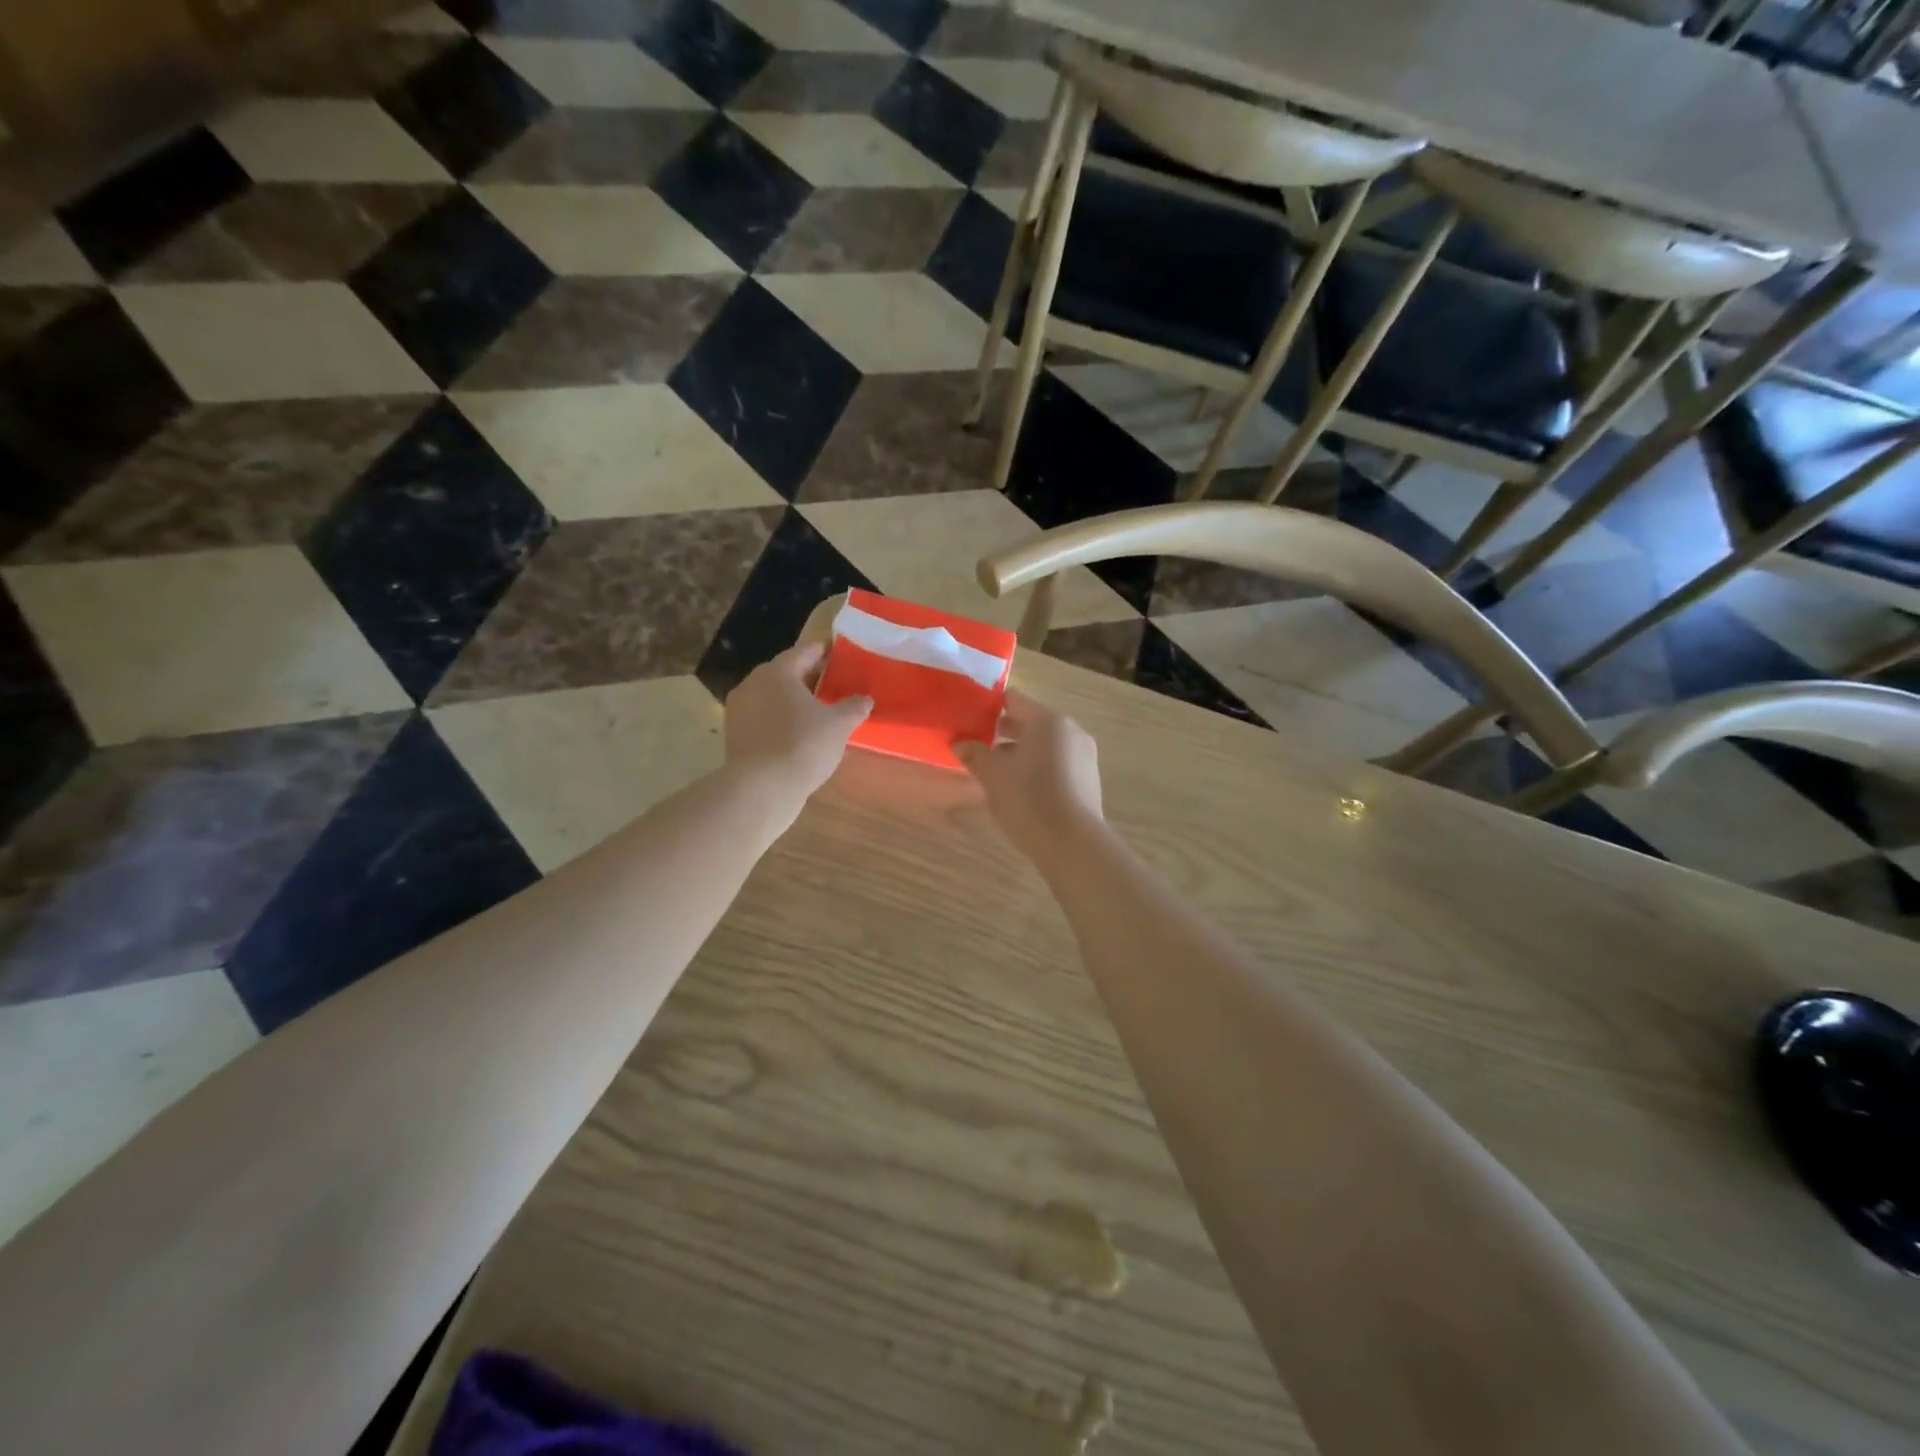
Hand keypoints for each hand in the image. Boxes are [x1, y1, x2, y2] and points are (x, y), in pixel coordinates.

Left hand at [724, 643, 870, 798]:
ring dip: (792, 700)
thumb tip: (865, 699)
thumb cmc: (802, 745)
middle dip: (808, 676)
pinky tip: (797, 733)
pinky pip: (763, 718)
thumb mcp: (838, 726)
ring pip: (771, 697)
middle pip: (784, 673)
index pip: (804, 652)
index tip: (838, 652)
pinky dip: (780, 719)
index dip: (823, 651)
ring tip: (817, 710)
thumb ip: (853, 707)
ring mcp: (739, 710)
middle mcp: (753, 684)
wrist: (761, 788)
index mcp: (777, 672)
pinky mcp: (735, 735)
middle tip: (831, 682)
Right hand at [955, 690, 1104, 861]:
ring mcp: (1084, 755)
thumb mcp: (992, 776)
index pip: (1014, 699)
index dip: (989, 706)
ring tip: (996, 770)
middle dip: (1003, 731)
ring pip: (1045, 744)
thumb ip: (975, 754)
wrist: (1072, 844)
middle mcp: (1070, 731)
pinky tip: (1021, 789)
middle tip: (977, 744)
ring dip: (1021, 751)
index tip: (969, 718)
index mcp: (1048, 721)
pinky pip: (1058, 763)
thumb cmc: (1028, 800)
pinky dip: (1038, 767)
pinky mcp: (1089, 779)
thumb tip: (960, 743)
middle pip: (1031, 721)